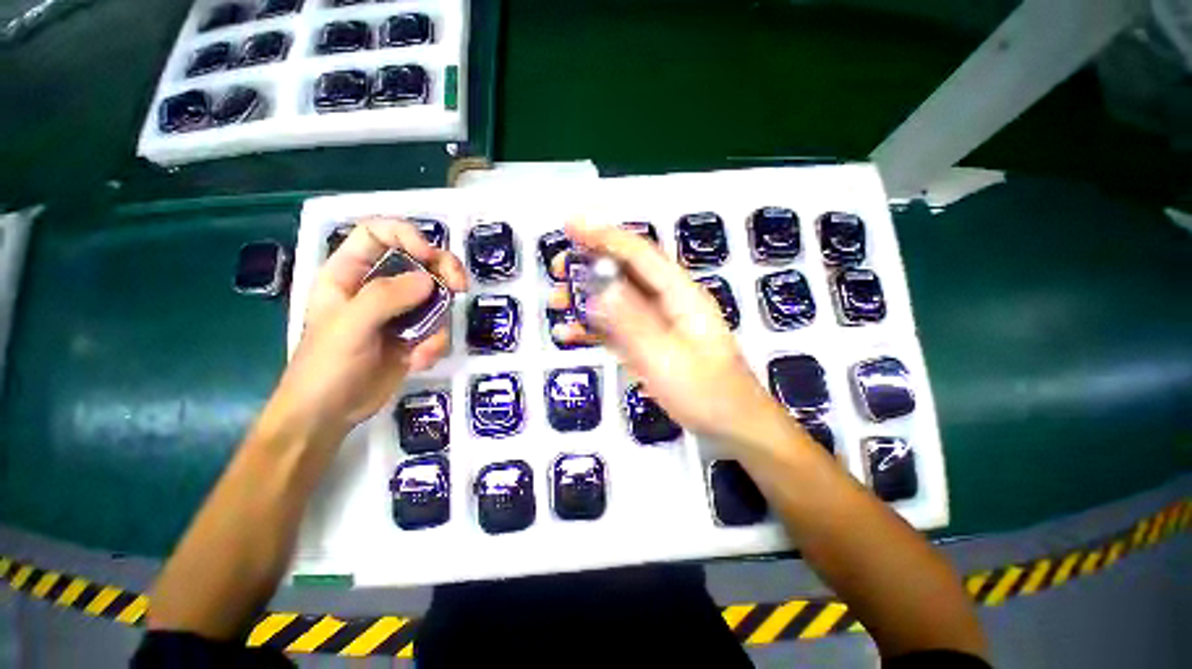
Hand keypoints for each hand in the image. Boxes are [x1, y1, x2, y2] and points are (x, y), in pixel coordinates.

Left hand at [269, 217, 467, 439]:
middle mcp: (377, 288)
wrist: (330, 415)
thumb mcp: (349, 326)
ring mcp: (399, 312)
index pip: (378, 234)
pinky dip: (435, 345)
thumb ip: (386, 297)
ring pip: (436, 297)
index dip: (406, 235)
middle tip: (460, 286)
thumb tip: (430, 281)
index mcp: (349, 274)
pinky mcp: (414, 335)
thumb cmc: (326, 367)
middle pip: (420, 261)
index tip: (429, 256)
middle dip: (444, 271)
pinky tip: (420, 361)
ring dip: (439, 322)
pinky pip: (438, 328)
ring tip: (425, 348)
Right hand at [550, 221, 783, 443]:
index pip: (639, 254)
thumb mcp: (665, 358)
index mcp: (680, 295)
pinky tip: (570, 334)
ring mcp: (658, 324)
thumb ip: (632, 323)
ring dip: (586, 297)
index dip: (604, 236)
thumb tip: (599, 289)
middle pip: (625, 272)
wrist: (733, 425)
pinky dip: (594, 327)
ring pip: (618, 299)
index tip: (570, 226)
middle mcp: (669, 302)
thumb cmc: (706, 393)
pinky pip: (618, 327)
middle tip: (557, 269)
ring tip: (555, 302)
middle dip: (589, 265)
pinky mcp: (650, 344)